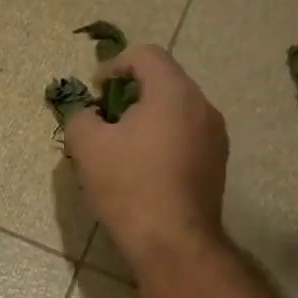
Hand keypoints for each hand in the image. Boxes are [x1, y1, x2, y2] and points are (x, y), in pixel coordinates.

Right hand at [64, 45, 228, 271]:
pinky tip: (144, 171)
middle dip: (131, 95)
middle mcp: (202, 107)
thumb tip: (88, 115)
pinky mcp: (216, 165)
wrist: (172, 241)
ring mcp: (215, 138)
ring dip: (149, 120)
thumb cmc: (128, 186)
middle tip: (105, 119)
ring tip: (123, 148)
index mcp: (173, 93)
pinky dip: (164, 142)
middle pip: (165, 83)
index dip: (115, 64)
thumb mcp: (87, 147)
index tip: (95, 90)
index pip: (146, 55)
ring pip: (177, 113)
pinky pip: (187, 138)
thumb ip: (81, 117)